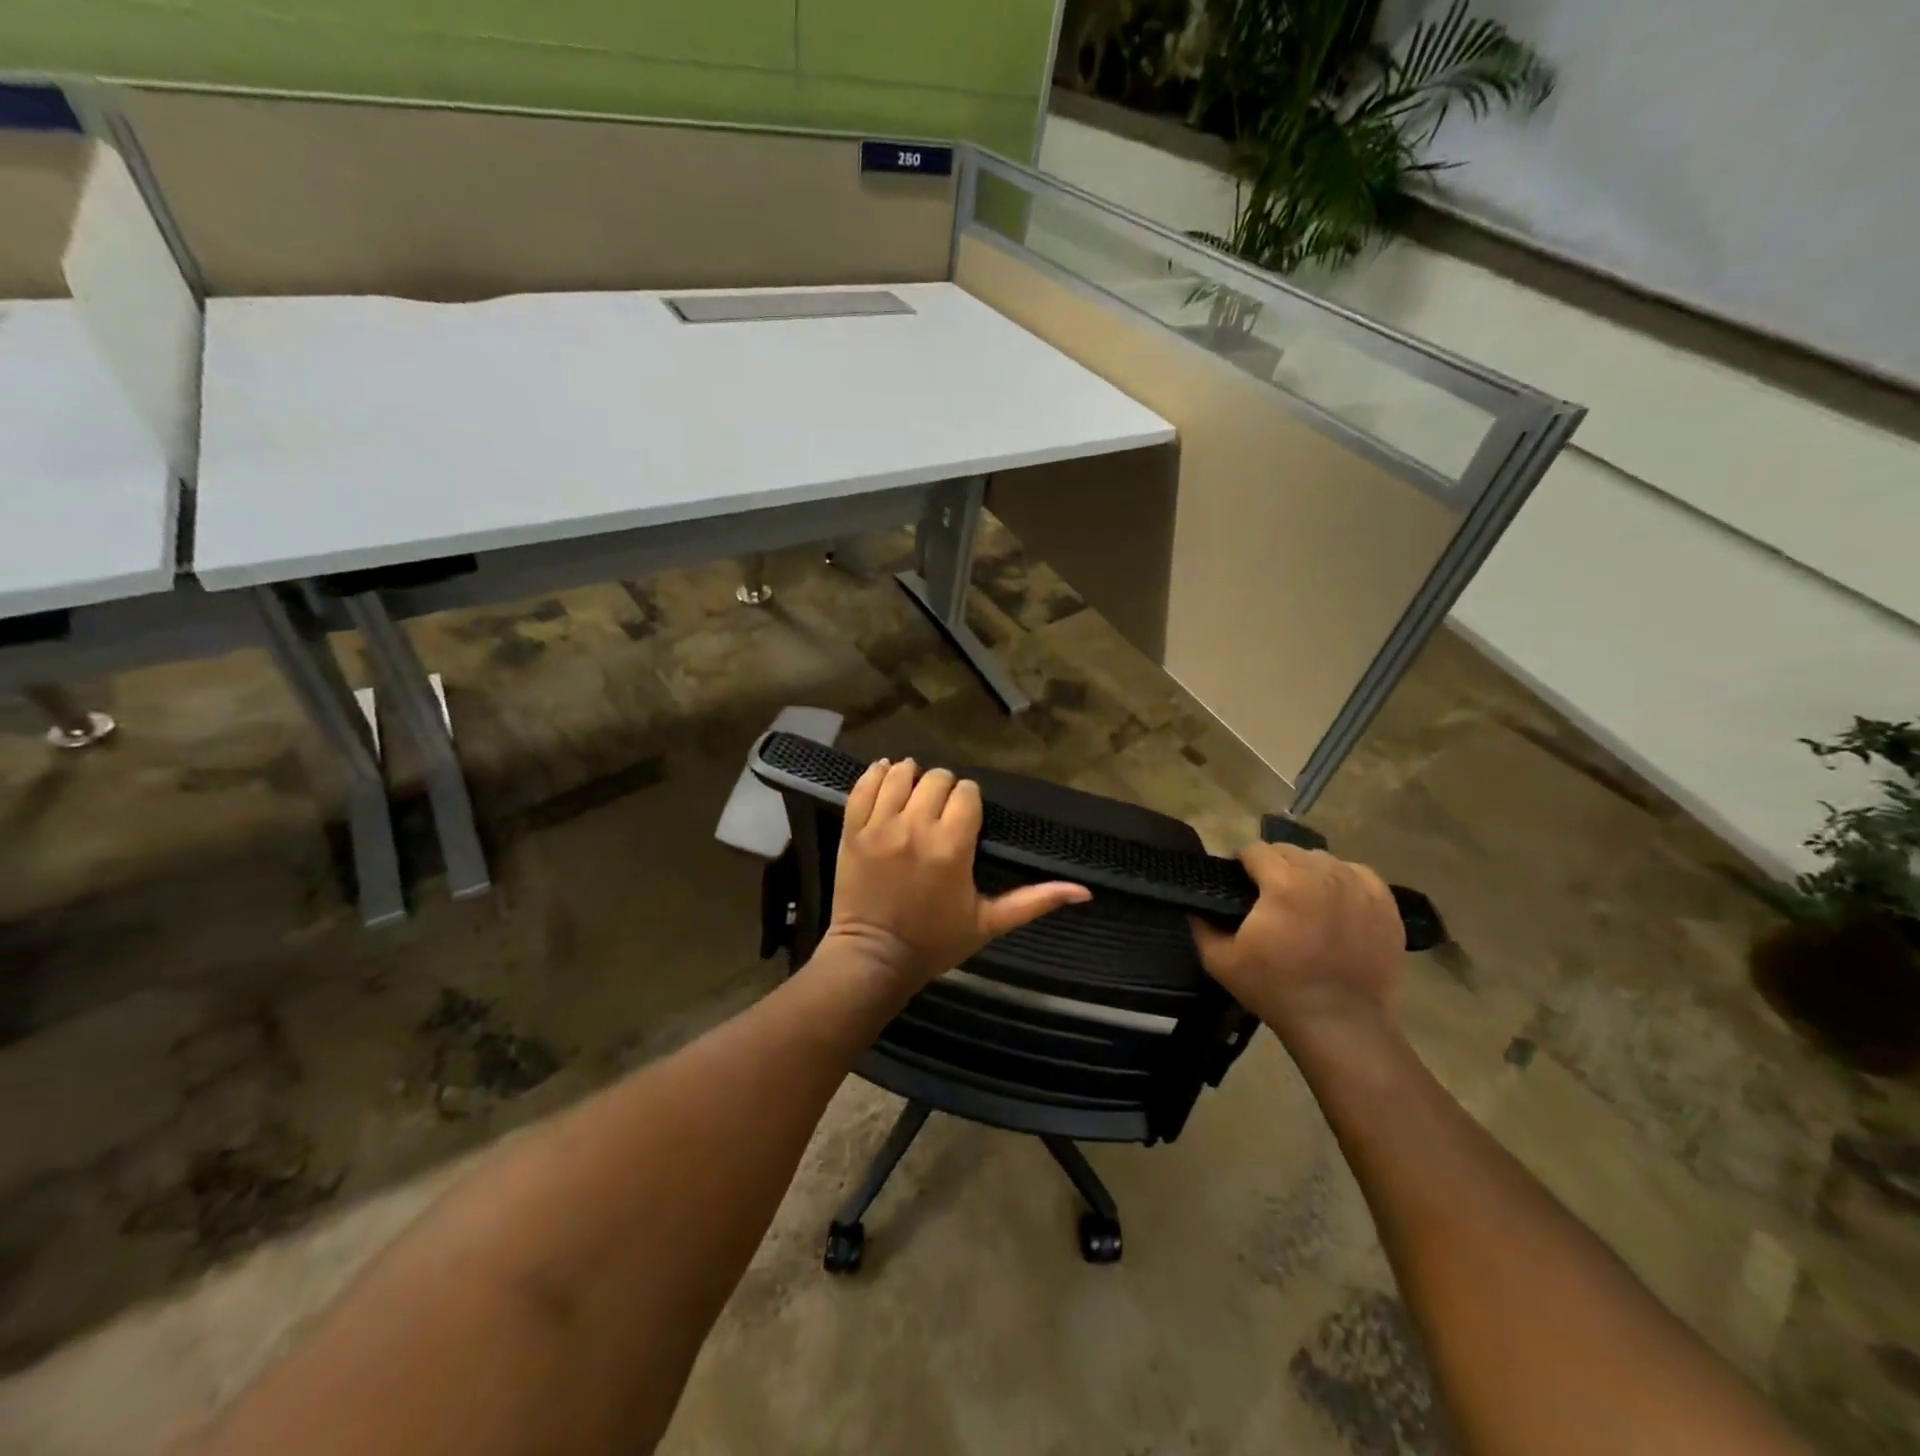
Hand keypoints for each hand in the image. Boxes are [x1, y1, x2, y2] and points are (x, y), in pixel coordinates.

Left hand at [824, 758, 1090, 994]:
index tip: (966, 820)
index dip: (969, 802)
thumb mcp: (990, 923)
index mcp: (952, 846)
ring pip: (900, 773)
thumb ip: (1035, 900)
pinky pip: (862, 785)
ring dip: (911, 778)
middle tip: (940, 812)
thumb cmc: (935, 942)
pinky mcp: (852, 830)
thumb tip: (1086, 891)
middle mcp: (916, 827)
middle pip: (937, 778)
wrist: (874, 959)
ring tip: (913, 795)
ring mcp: (879, 826)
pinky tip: (886, 779)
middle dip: (943, 789)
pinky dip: (876, 775)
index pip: (967, 793)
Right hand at [1191, 843, 1403, 1041]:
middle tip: (1268, 898)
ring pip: (1322, 859)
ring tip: (1302, 901)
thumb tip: (1196, 902)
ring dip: (1306, 872)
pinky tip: (1333, 903)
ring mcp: (1359, 887)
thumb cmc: (1276, 990)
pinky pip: (1356, 873)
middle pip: (1289, 851)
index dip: (1242, 865)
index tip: (1239, 886)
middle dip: (1274, 866)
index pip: (1255, 850)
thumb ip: (1201, 924)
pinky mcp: (1384, 903)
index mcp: (1284, 883)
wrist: (1342, 1024)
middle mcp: (1324, 874)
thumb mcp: (1220, 960)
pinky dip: (1340, 881)